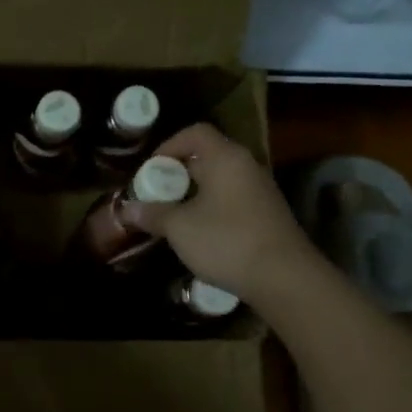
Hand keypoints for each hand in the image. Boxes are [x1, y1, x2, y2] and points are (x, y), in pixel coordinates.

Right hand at [128, 124, 317, 304]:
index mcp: (226, 158)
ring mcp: (260, 191)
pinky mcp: (267, 215)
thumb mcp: (180, 228)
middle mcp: (246, 167)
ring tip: (172, 216)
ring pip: (220, 181)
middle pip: (207, 156)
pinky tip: (199, 234)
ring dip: (194, 194)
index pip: (195, 133)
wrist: (284, 278)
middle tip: (155, 195)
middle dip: (177, 173)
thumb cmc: (227, 241)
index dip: (168, 145)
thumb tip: (127, 209)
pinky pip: (232, 200)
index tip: (150, 169)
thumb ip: (153, 214)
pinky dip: (211, 208)